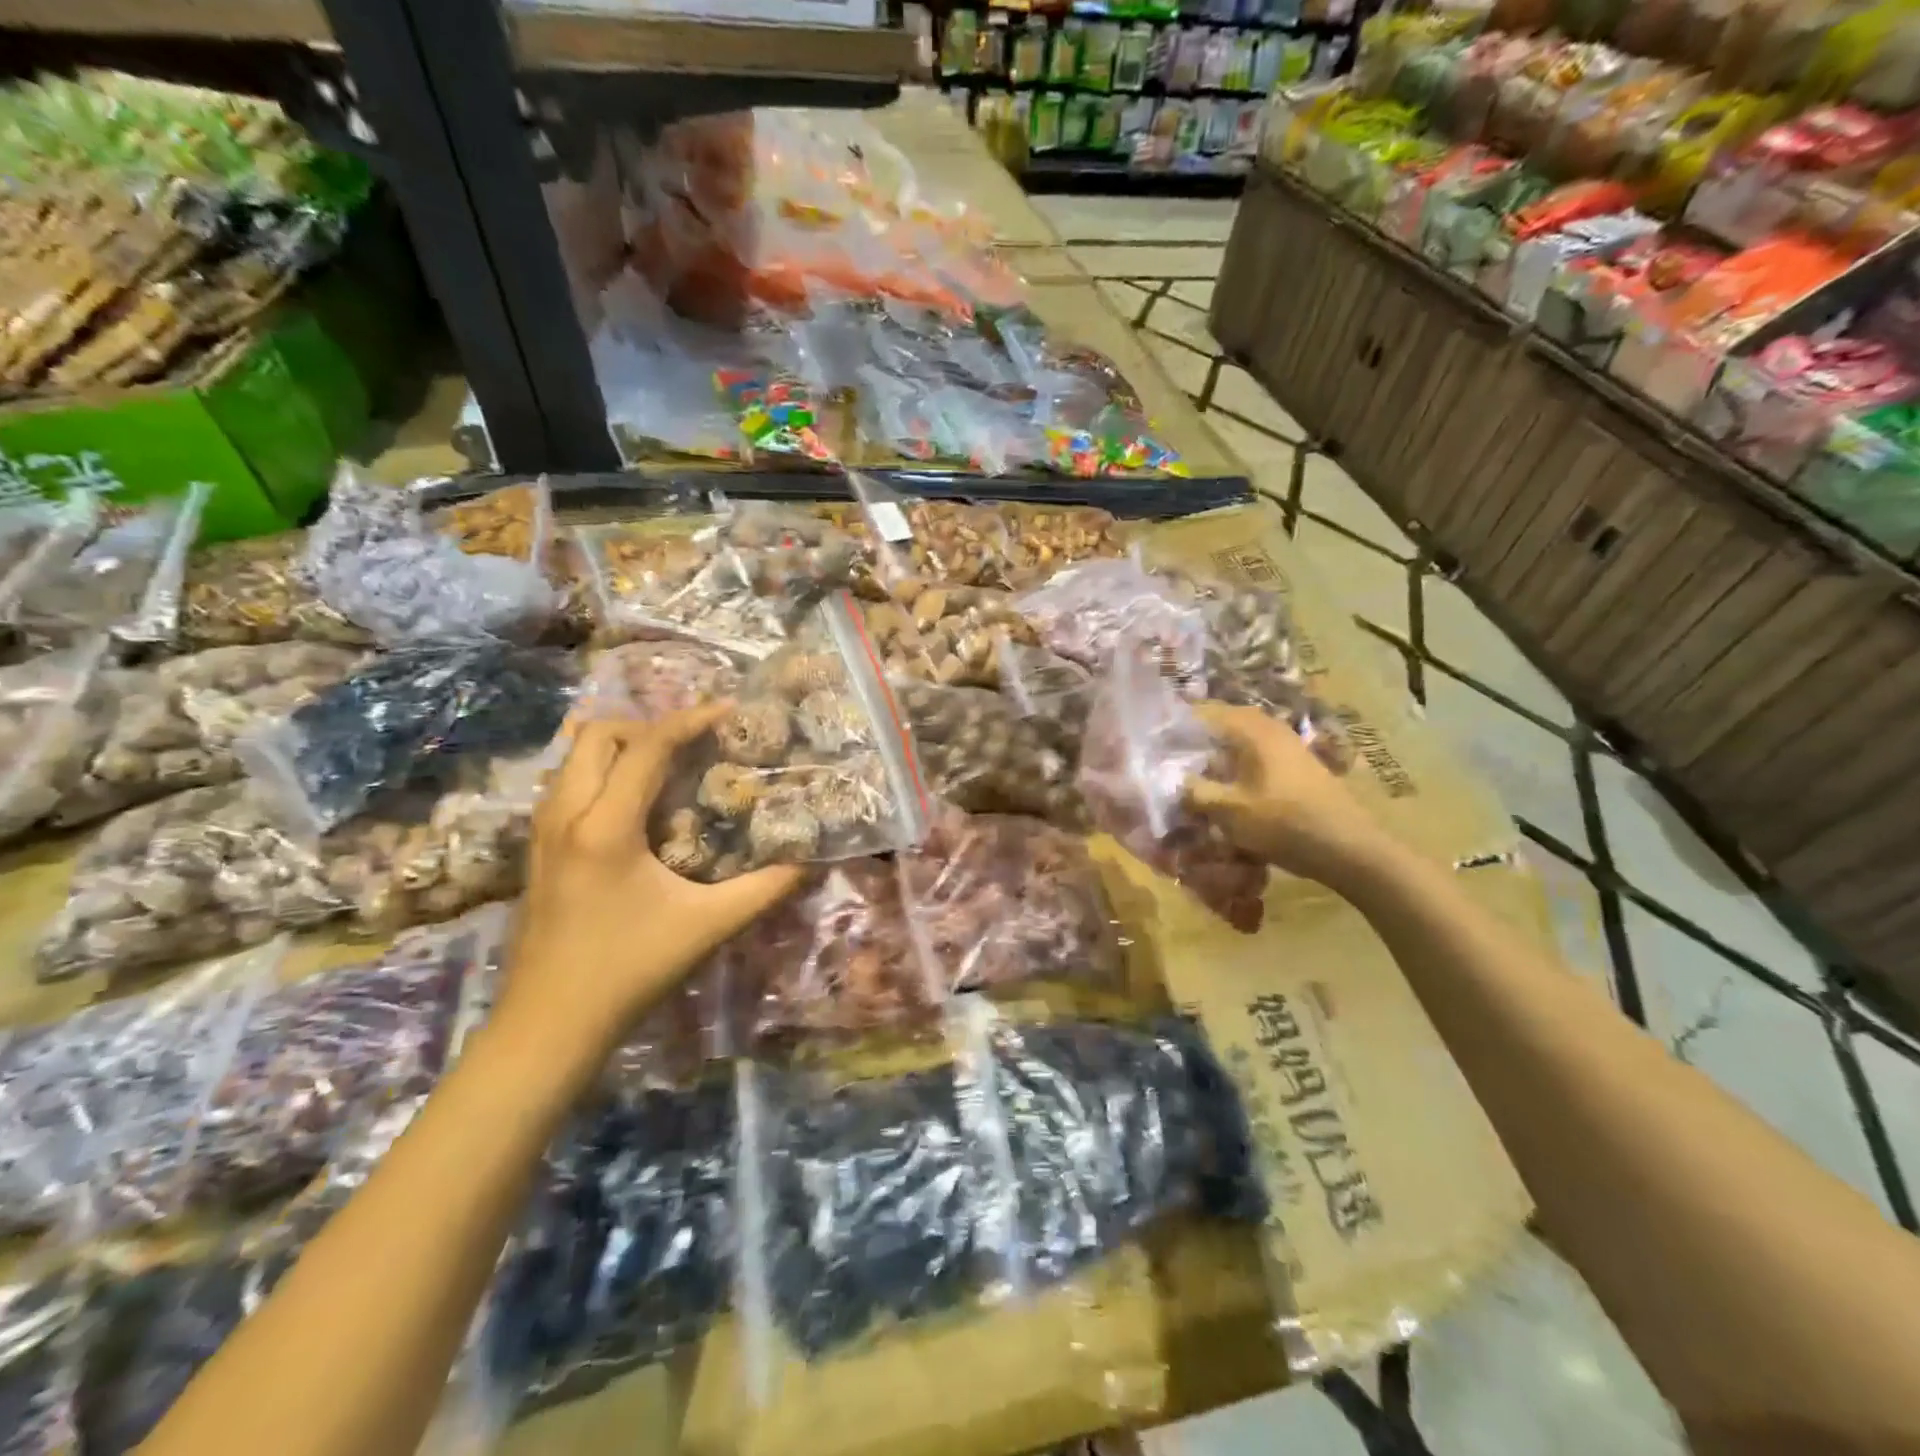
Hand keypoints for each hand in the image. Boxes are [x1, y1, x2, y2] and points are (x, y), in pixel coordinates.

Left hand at [500, 705, 801, 1056]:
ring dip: (621, 748)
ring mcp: (541, 831)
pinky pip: (567, 784)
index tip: (727, 711)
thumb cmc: (629, 970)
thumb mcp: (708, 926)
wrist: (548, 1026)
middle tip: (691, 748)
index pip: (647, 747)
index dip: (690, 720)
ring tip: (667, 769)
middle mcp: (564, 814)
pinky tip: (635, 808)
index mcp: (605, 825)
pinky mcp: (534, 850)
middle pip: (598, 734)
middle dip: (648, 727)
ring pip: (574, 757)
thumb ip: (764, 889)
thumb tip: (808, 860)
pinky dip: (601, 773)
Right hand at [1184, 702, 1395, 890]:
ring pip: (1236, 743)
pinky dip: (1231, 768)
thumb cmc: (1285, 823)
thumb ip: (1194, 792)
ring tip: (1189, 777)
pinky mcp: (1294, 767)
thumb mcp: (1229, 811)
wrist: (1349, 849)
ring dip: (1212, 757)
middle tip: (1165, 760)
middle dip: (1192, 741)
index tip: (1150, 741)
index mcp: (1252, 729)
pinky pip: (1252, 758)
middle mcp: (1269, 728)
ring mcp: (1286, 747)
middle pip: (1219, 725)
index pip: (1202, 712)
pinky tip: (1221, 790)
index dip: (1173, 725)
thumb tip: (1171, 781)